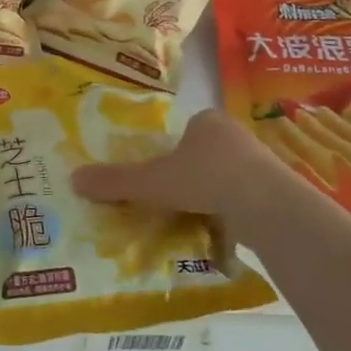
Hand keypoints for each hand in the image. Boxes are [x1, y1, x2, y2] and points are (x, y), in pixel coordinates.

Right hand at [73, 108, 316, 232]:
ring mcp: (261, 161)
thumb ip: (116, 182)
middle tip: (174, 199)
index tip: (160, 176)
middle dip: (192, 175)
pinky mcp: (278, 189)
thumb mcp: (152, 182)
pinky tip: (223, 229)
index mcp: (206, 121)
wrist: (266, 205)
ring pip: (228, 176)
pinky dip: (234, 212)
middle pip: (205, 153)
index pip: (184, 132)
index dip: (170, 152)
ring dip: (214, 194)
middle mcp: (235, 134)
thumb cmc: (205, 178)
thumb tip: (72, 178)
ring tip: (197, 218)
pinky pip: (247, 198)